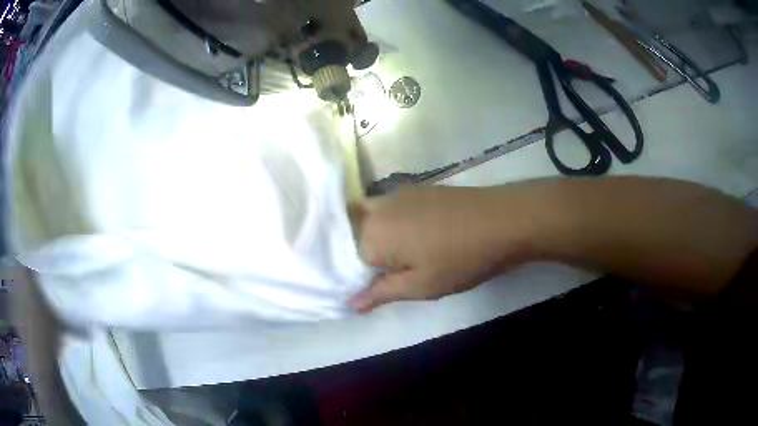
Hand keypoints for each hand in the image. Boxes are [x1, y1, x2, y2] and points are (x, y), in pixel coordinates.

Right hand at [350, 186, 535, 312]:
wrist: (502, 221)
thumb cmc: (460, 260)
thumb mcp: (421, 286)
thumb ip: (381, 292)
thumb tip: (351, 303)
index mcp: (372, 234)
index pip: (345, 257)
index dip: (355, 275)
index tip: (370, 286)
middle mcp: (377, 208)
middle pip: (351, 229)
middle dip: (358, 251)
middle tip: (380, 271)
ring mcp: (398, 194)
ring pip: (369, 215)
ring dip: (372, 235)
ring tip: (395, 256)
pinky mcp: (416, 188)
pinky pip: (389, 206)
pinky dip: (388, 222)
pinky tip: (412, 236)